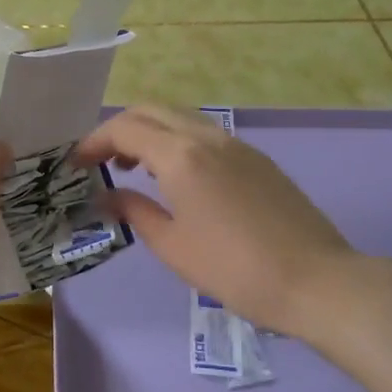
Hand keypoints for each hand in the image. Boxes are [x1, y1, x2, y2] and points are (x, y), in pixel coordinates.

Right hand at [74, 103, 371, 345]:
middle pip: (150, 111)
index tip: (75, 164)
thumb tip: (105, 196)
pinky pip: (203, 133)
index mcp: (180, 156)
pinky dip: (176, 141)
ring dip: (149, 132)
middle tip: (100, 161)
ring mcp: (235, 144)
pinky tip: (175, 177)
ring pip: (179, 118)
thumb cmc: (235, 270)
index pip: (124, 128)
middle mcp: (206, 137)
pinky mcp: (255, 158)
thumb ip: (133, 211)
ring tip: (133, 168)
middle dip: (118, 129)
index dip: (93, 141)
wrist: (316, 280)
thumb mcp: (173, 246)